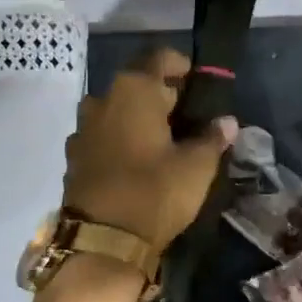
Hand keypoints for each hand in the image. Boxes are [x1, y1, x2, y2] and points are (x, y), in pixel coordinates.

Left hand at [63, 47, 238, 255]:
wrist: (101, 243)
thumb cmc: (155, 192)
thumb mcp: (197, 166)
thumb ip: (212, 138)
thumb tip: (226, 121)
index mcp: (134, 90)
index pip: (160, 58)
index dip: (181, 65)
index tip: (198, 82)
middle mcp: (102, 100)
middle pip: (137, 84)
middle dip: (162, 96)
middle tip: (188, 117)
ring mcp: (83, 129)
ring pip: (117, 111)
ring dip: (138, 119)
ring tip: (163, 142)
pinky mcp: (74, 158)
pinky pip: (103, 137)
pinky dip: (120, 141)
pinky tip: (137, 163)